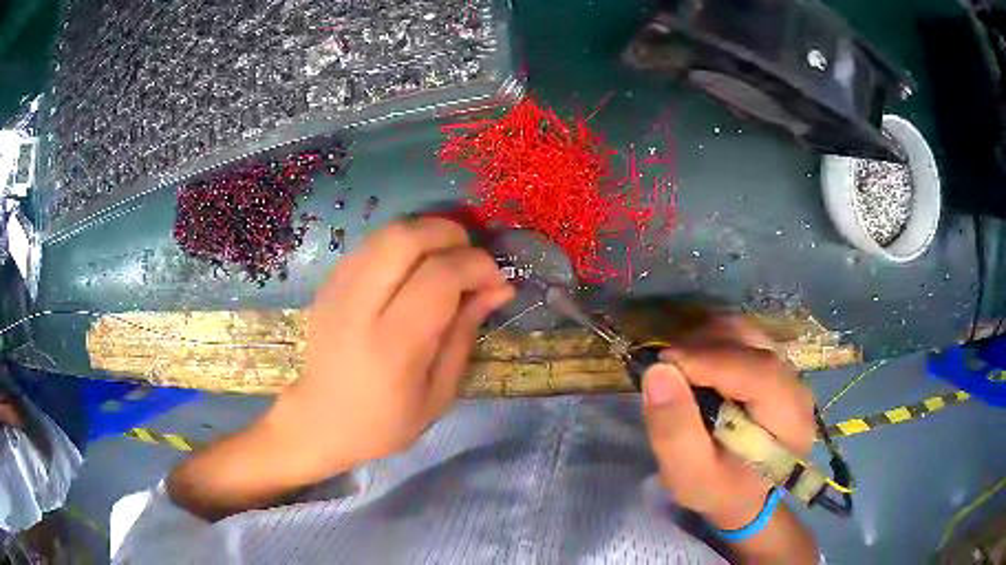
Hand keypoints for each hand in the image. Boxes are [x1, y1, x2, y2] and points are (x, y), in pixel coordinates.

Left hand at [267, 218, 513, 478]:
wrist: (321, 420)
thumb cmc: (385, 420)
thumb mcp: (439, 392)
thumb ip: (465, 333)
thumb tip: (498, 287)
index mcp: (392, 346)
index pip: (438, 277)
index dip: (476, 266)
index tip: (496, 281)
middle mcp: (359, 307)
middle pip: (406, 238)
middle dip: (449, 234)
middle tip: (469, 259)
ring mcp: (337, 289)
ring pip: (387, 232)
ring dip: (426, 234)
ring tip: (445, 261)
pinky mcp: (328, 283)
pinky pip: (371, 244)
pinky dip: (402, 245)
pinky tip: (412, 270)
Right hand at [640, 316, 815, 530]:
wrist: (743, 494)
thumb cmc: (719, 490)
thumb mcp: (689, 476)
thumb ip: (674, 430)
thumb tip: (657, 371)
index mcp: (790, 420)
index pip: (758, 372)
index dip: (709, 360)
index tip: (662, 363)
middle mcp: (797, 385)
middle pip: (753, 344)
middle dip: (703, 347)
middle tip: (663, 368)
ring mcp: (788, 370)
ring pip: (747, 333)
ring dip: (706, 340)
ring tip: (677, 366)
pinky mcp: (774, 363)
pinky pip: (744, 337)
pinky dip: (714, 341)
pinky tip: (695, 364)